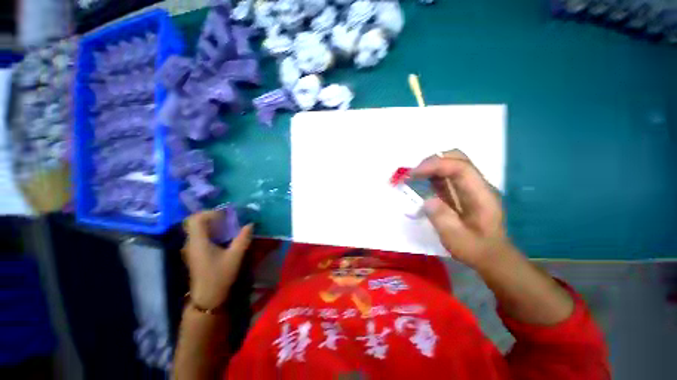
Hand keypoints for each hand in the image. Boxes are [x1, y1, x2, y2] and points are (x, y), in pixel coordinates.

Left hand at [182, 210, 252, 308]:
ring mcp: (191, 248)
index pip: (196, 219)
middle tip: (227, 218)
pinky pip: (199, 235)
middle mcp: (191, 243)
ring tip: (227, 226)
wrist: (207, 297)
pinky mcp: (194, 253)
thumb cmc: (220, 276)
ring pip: (196, 228)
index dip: (210, 213)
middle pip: (194, 222)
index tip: (225, 215)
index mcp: (198, 242)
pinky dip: (210, 231)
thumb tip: (250, 224)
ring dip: (210, 224)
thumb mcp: (235, 256)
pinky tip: (222, 237)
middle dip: (211, 216)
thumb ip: (243, 238)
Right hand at [411, 150, 509, 267]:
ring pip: (449, 164)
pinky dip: (430, 175)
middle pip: (456, 158)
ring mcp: (469, 186)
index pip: (460, 167)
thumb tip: (427, 200)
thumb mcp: (458, 239)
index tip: (413, 174)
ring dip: (429, 167)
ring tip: (412, 178)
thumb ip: (442, 218)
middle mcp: (476, 184)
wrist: (491, 256)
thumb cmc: (476, 250)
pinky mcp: (461, 191)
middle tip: (412, 174)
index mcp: (480, 194)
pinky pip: (445, 176)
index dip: (435, 165)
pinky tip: (420, 184)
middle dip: (431, 162)